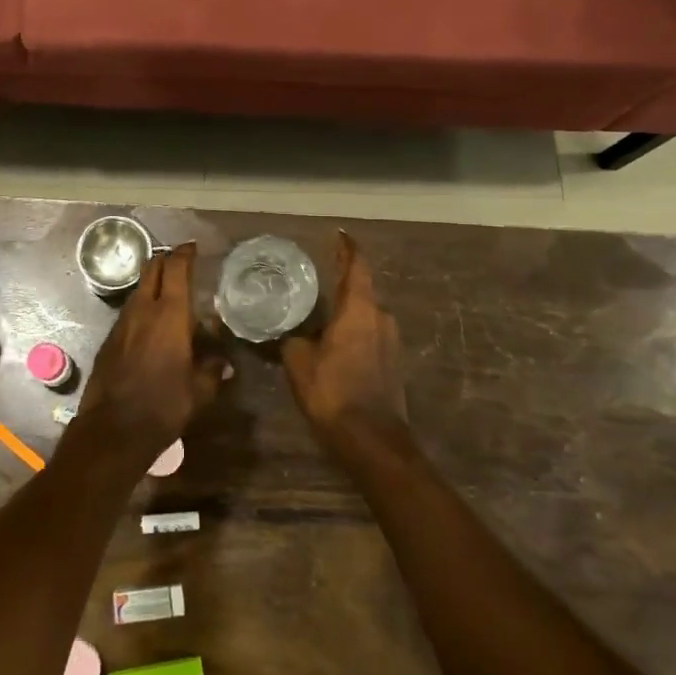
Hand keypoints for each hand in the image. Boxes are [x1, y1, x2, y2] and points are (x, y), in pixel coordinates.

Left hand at [80, 244, 228, 455]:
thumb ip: (212, 371)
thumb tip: (223, 364)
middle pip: (152, 269)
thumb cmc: (165, 405)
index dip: (185, 253)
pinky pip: (128, 313)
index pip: (176, 268)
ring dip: (152, 285)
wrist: (114, 429)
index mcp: (170, 314)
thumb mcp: (200, 391)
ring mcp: (122, 323)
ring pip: (138, 290)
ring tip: (168, 294)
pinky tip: (150, 326)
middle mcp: (143, 310)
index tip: (192, 247)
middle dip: (165, 260)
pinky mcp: (109, 340)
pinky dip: (141, 308)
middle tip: (180, 262)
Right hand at [283, 232, 406, 442]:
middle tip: (315, 280)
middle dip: (340, 284)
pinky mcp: (393, 363)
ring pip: (365, 316)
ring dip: (346, 312)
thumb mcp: (299, 362)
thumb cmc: (333, 391)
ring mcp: (391, 341)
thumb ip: (291, 339)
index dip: (347, 248)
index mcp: (360, 309)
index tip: (339, 234)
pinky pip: (369, 335)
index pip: (356, 266)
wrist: (372, 441)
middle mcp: (381, 318)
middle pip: (361, 291)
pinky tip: (333, 343)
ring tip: (319, 314)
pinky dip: (352, 332)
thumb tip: (282, 332)